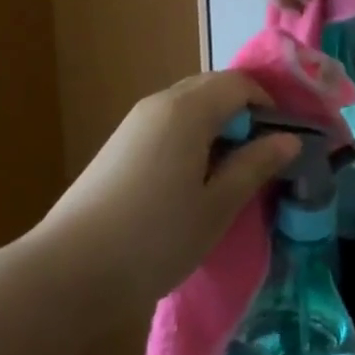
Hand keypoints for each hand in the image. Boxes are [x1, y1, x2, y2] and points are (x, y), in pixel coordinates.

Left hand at [37, 72, 299, 314]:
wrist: (66, 271)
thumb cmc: (154, 238)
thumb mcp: (216, 207)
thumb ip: (254, 166)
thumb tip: (288, 139)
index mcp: (188, 109)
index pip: (239, 83)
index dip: (269, 103)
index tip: (284, 140)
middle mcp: (161, 102)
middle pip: (213, 87)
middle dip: (244, 111)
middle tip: (261, 156)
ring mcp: (135, 121)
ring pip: (189, 104)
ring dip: (217, 124)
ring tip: (229, 171)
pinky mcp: (119, 143)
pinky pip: (168, 121)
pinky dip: (191, 135)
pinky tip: (191, 179)